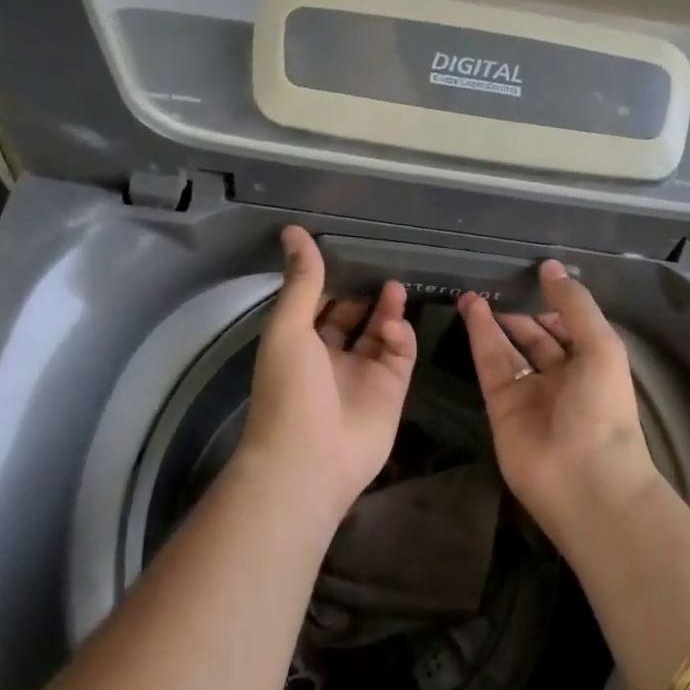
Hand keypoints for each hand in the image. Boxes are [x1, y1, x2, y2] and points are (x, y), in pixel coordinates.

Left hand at [239, 227, 416, 522]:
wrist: (310, 459)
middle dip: (364, 292)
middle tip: (381, 263)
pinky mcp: (391, 391)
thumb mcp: (289, 327)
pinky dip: (401, 338)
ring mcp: (362, 375)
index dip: (331, 279)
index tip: (347, 249)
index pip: (318, 303)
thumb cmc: (290, 389)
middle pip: (352, 317)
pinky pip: (400, 356)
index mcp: (299, 343)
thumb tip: (294, 230)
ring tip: (395, 286)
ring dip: (387, 310)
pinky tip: (396, 328)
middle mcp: (330, 357)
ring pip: (380, 333)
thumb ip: (302, 280)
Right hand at [457, 262, 662, 544]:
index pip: (568, 327)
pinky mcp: (501, 407)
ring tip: (472, 292)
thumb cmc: (603, 408)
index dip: (552, 303)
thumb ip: (574, 304)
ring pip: (507, 349)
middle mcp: (561, 377)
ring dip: (492, 321)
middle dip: (518, 312)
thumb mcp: (600, 345)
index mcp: (592, 364)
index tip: (530, 275)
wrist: (584, 480)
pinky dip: (480, 337)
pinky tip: (471, 311)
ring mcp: (529, 393)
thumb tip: (550, 266)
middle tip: (494, 283)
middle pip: (535, 338)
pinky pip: (490, 365)